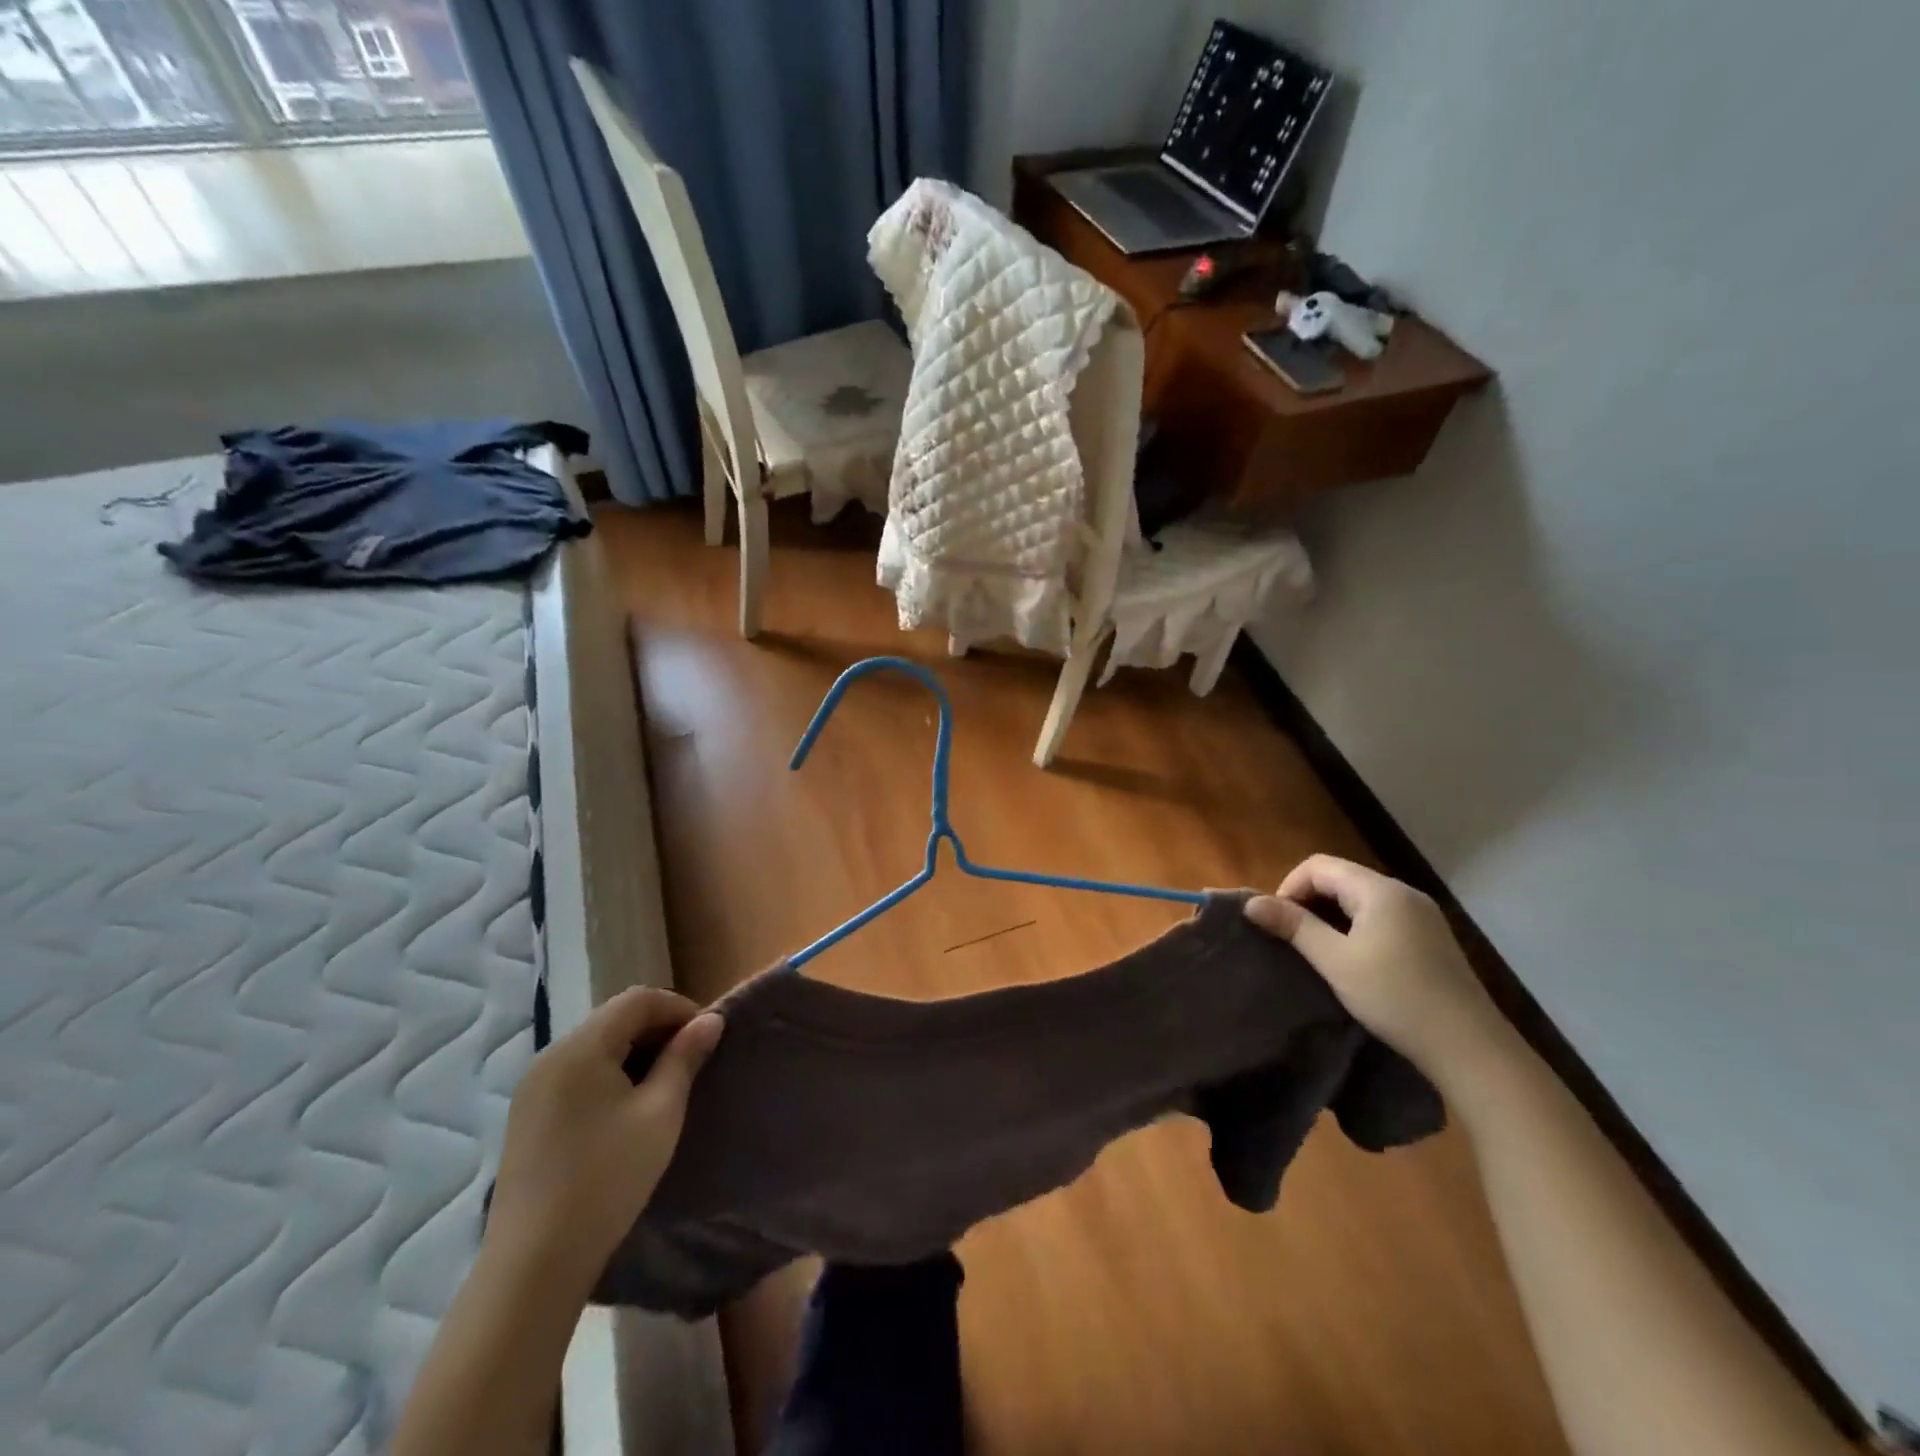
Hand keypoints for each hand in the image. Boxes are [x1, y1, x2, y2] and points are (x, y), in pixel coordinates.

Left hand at [485, 987, 722, 1287]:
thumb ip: (685, 1058)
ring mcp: (533, 1087)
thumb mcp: (660, 1113)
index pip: (638, 1000)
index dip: (679, 1008)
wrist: (534, 1264)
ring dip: (634, 1052)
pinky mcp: (527, 1115)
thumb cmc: (608, 1179)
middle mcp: (551, 1056)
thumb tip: (710, 1020)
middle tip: (691, 1060)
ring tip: (664, 1085)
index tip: (707, 1037)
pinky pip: (577, 1072)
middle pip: (614, 1018)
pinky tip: (626, 1109)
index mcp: (581, 1048)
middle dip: (658, 1029)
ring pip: (596, 1046)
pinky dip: (609, 1074)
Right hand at [1245, 855, 1518, 1086]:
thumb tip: (1250, 903)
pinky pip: (1381, 917)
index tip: (1278, 923)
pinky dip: (1356, 928)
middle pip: (1340, 878)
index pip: (1319, 865)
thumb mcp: (1335, 962)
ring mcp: (1422, 916)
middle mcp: (1403, 893)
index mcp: (1380, 890)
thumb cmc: (1395, 998)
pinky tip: (1354, 961)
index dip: (1289, 887)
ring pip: (1360, 899)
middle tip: (1292, 938)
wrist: (1470, 1048)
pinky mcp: (1431, 939)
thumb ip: (1293, 926)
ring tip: (1318, 951)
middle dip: (1308, 901)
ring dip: (1331, 916)